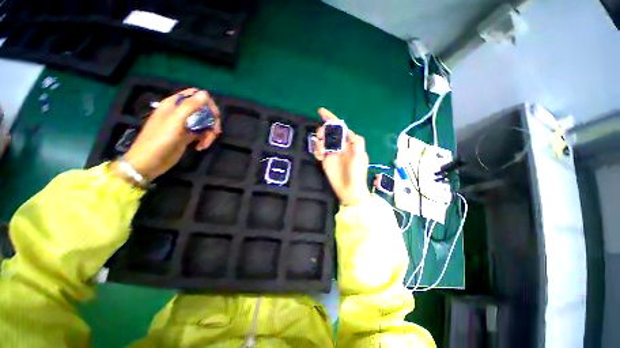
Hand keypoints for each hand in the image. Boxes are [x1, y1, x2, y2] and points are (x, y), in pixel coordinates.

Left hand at [114, 88, 221, 181]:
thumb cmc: (159, 140)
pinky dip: (205, 140)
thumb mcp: (175, 121)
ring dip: (209, 134)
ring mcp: (184, 125)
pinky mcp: (187, 137)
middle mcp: (180, 113)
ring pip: (205, 124)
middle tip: (215, 132)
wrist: (149, 163)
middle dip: (212, 121)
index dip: (208, 104)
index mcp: (174, 104)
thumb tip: (205, 93)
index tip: (215, 116)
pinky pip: (202, 134)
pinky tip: (200, 147)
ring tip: (205, 144)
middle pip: (204, 110)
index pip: (196, 95)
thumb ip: (190, 106)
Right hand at [314, 108, 370, 205]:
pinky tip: (321, 158)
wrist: (349, 190)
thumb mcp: (360, 155)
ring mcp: (331, 153)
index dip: (331, 118)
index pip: (340, 127)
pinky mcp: (325, 161)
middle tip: (322, 138)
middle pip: (328, 132)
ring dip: (319, 142)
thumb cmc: (357, 172)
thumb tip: (346, 130)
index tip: (320, 111)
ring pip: (322, 140)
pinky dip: (317, 151)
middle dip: (323, 131)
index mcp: (349, 143)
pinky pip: (318, 151)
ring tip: (322, 151)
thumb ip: (356, 140)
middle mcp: (339, 146)